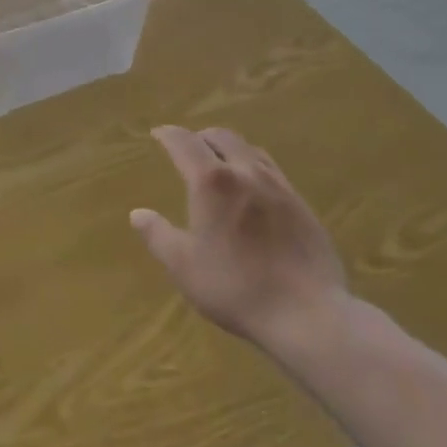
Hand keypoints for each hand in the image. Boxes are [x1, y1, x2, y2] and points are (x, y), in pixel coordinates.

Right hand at [131, 126, 350, 361]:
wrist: (308, 313)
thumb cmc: (236, 287)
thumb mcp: (183, 266)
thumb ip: (158, 235)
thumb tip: (138, 214)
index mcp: (212, 181)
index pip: (185, 142)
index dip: (168, 134)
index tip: (157, 134)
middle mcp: (245, 172)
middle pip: (221, 136)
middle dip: (199, 137)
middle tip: (187, 148)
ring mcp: (278, 185)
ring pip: (249, 149)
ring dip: (228, 148)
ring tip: (219, 163)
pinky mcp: (301, 204)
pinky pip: (271, 170)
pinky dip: (252, 166)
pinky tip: (253, 189)